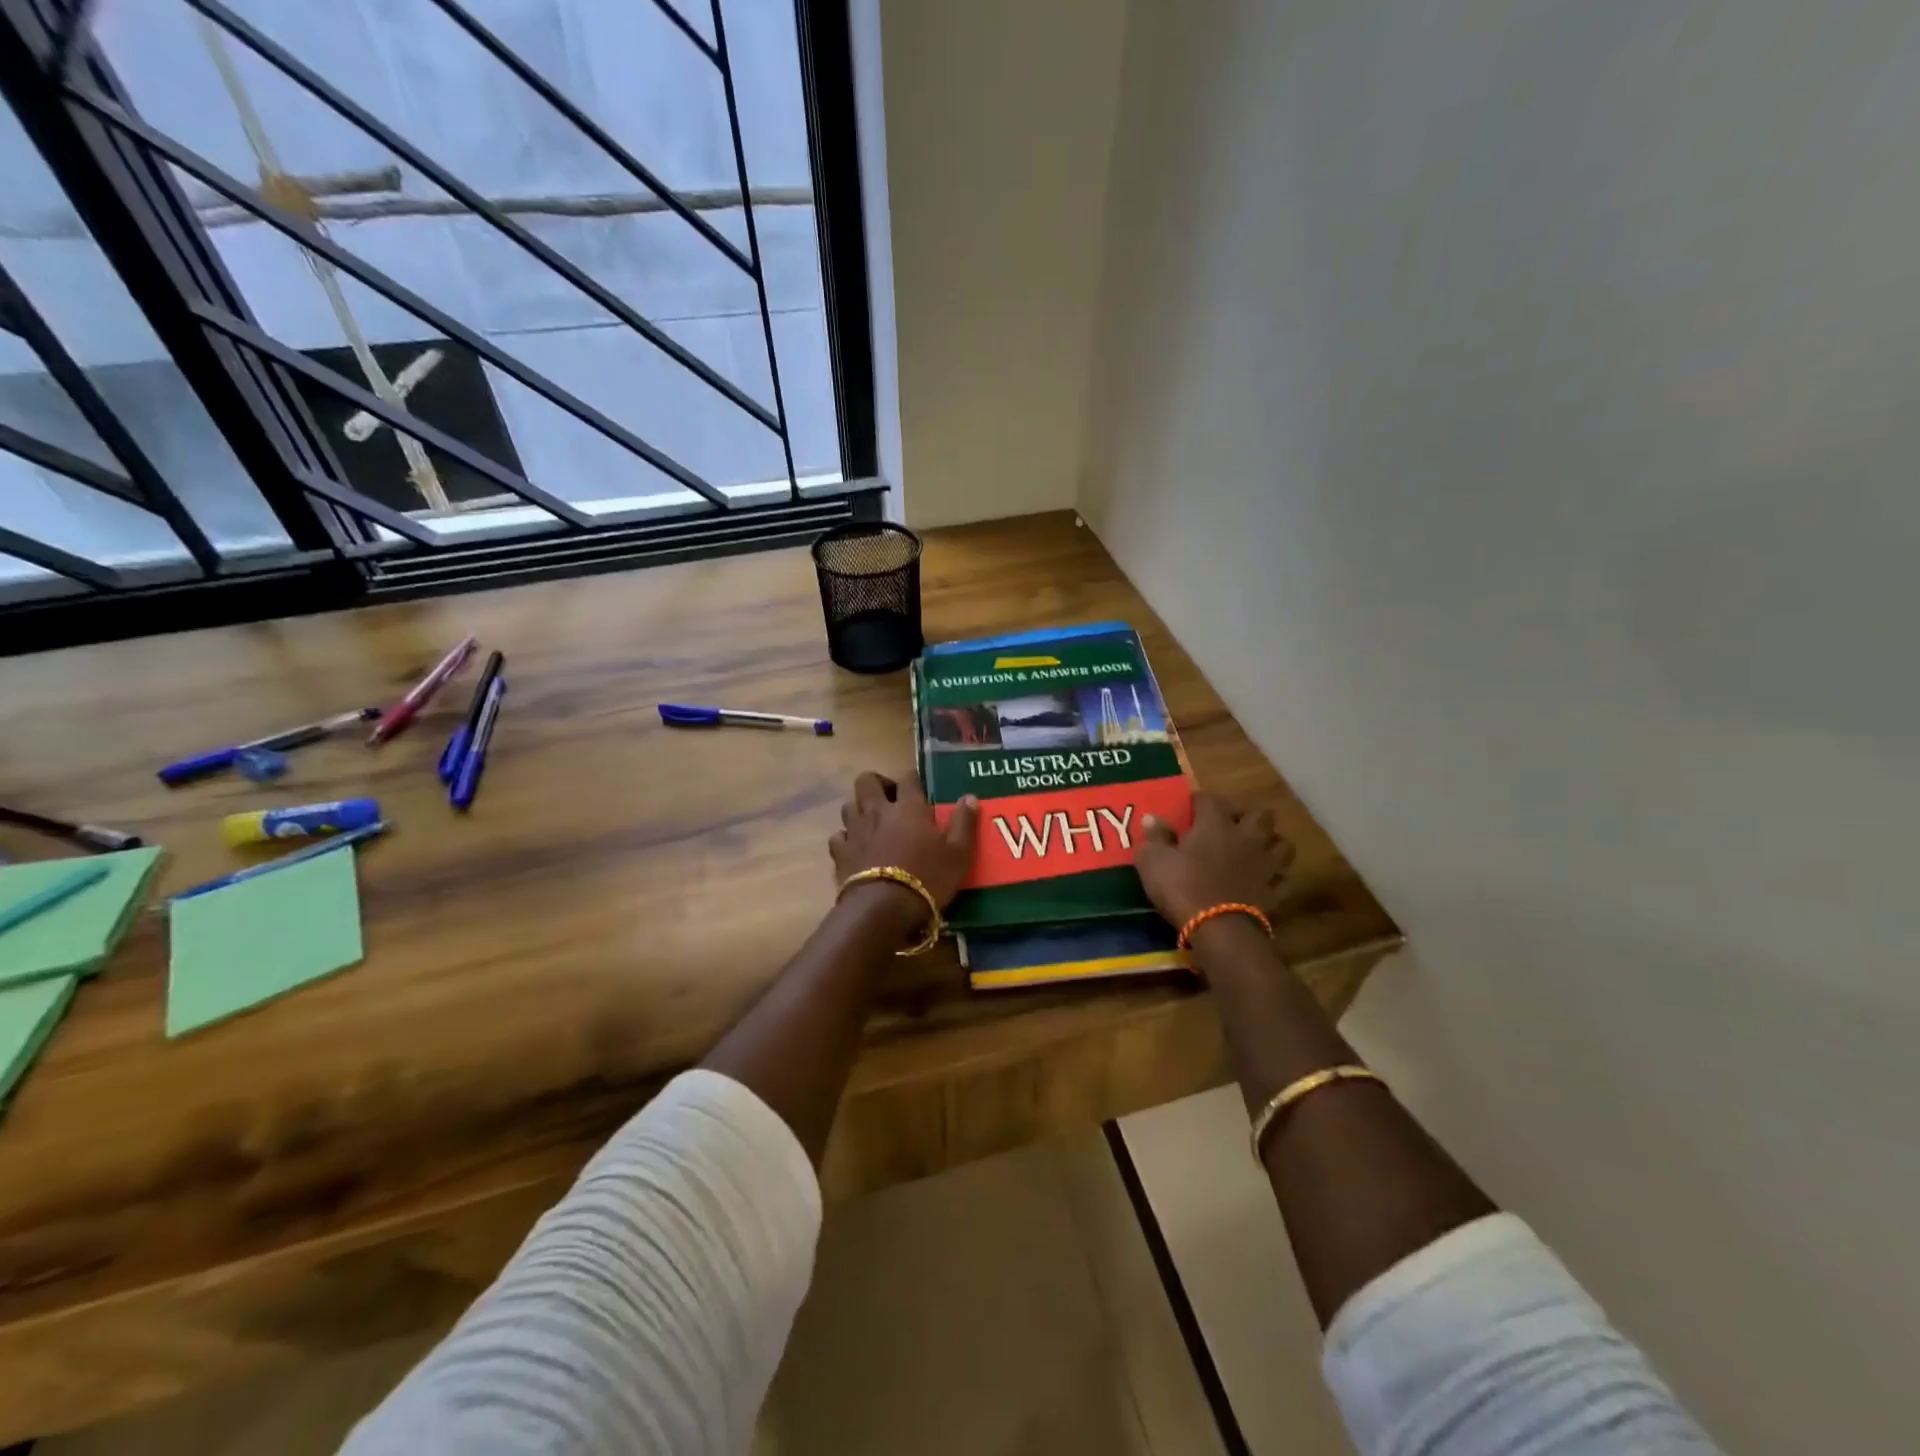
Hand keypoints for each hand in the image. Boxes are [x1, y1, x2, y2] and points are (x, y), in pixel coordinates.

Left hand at [830, 772, 979, 909]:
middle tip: (891, 800)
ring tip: (873, 823)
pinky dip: (846, 838)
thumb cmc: (927, 878)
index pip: (908, 778)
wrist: (884, 908)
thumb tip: (970, 797)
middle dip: (877, 784)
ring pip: (849, 805)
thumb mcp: (958, 854)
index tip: (919, 787)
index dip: (913, 779)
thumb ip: (964, 823)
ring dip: (859, 809)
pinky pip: (838, 836)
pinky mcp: (840, 853)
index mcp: (909, 807)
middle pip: (867, 781)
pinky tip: (855, 848)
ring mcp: (855, 831)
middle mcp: (877, 811)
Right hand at [1136, 792, 1294, 929]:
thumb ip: (1154, 837)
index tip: (1191, 805)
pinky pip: (1283, 879)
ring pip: (1282, 844)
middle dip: (1248, 815)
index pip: (1211, 799)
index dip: (1200, 800)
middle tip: (1233, 824)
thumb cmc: (1182, 886)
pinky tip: (1265, 880)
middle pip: (1261, 814)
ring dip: (1271, 843)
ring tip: (1256, 849)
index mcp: (1216, 824)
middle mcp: (1247, 837)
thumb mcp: (1153, 860)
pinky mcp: (1274, 892)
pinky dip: (1276, 877)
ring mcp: (1265, 865)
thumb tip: (1152, 817)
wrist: (1218, 928)